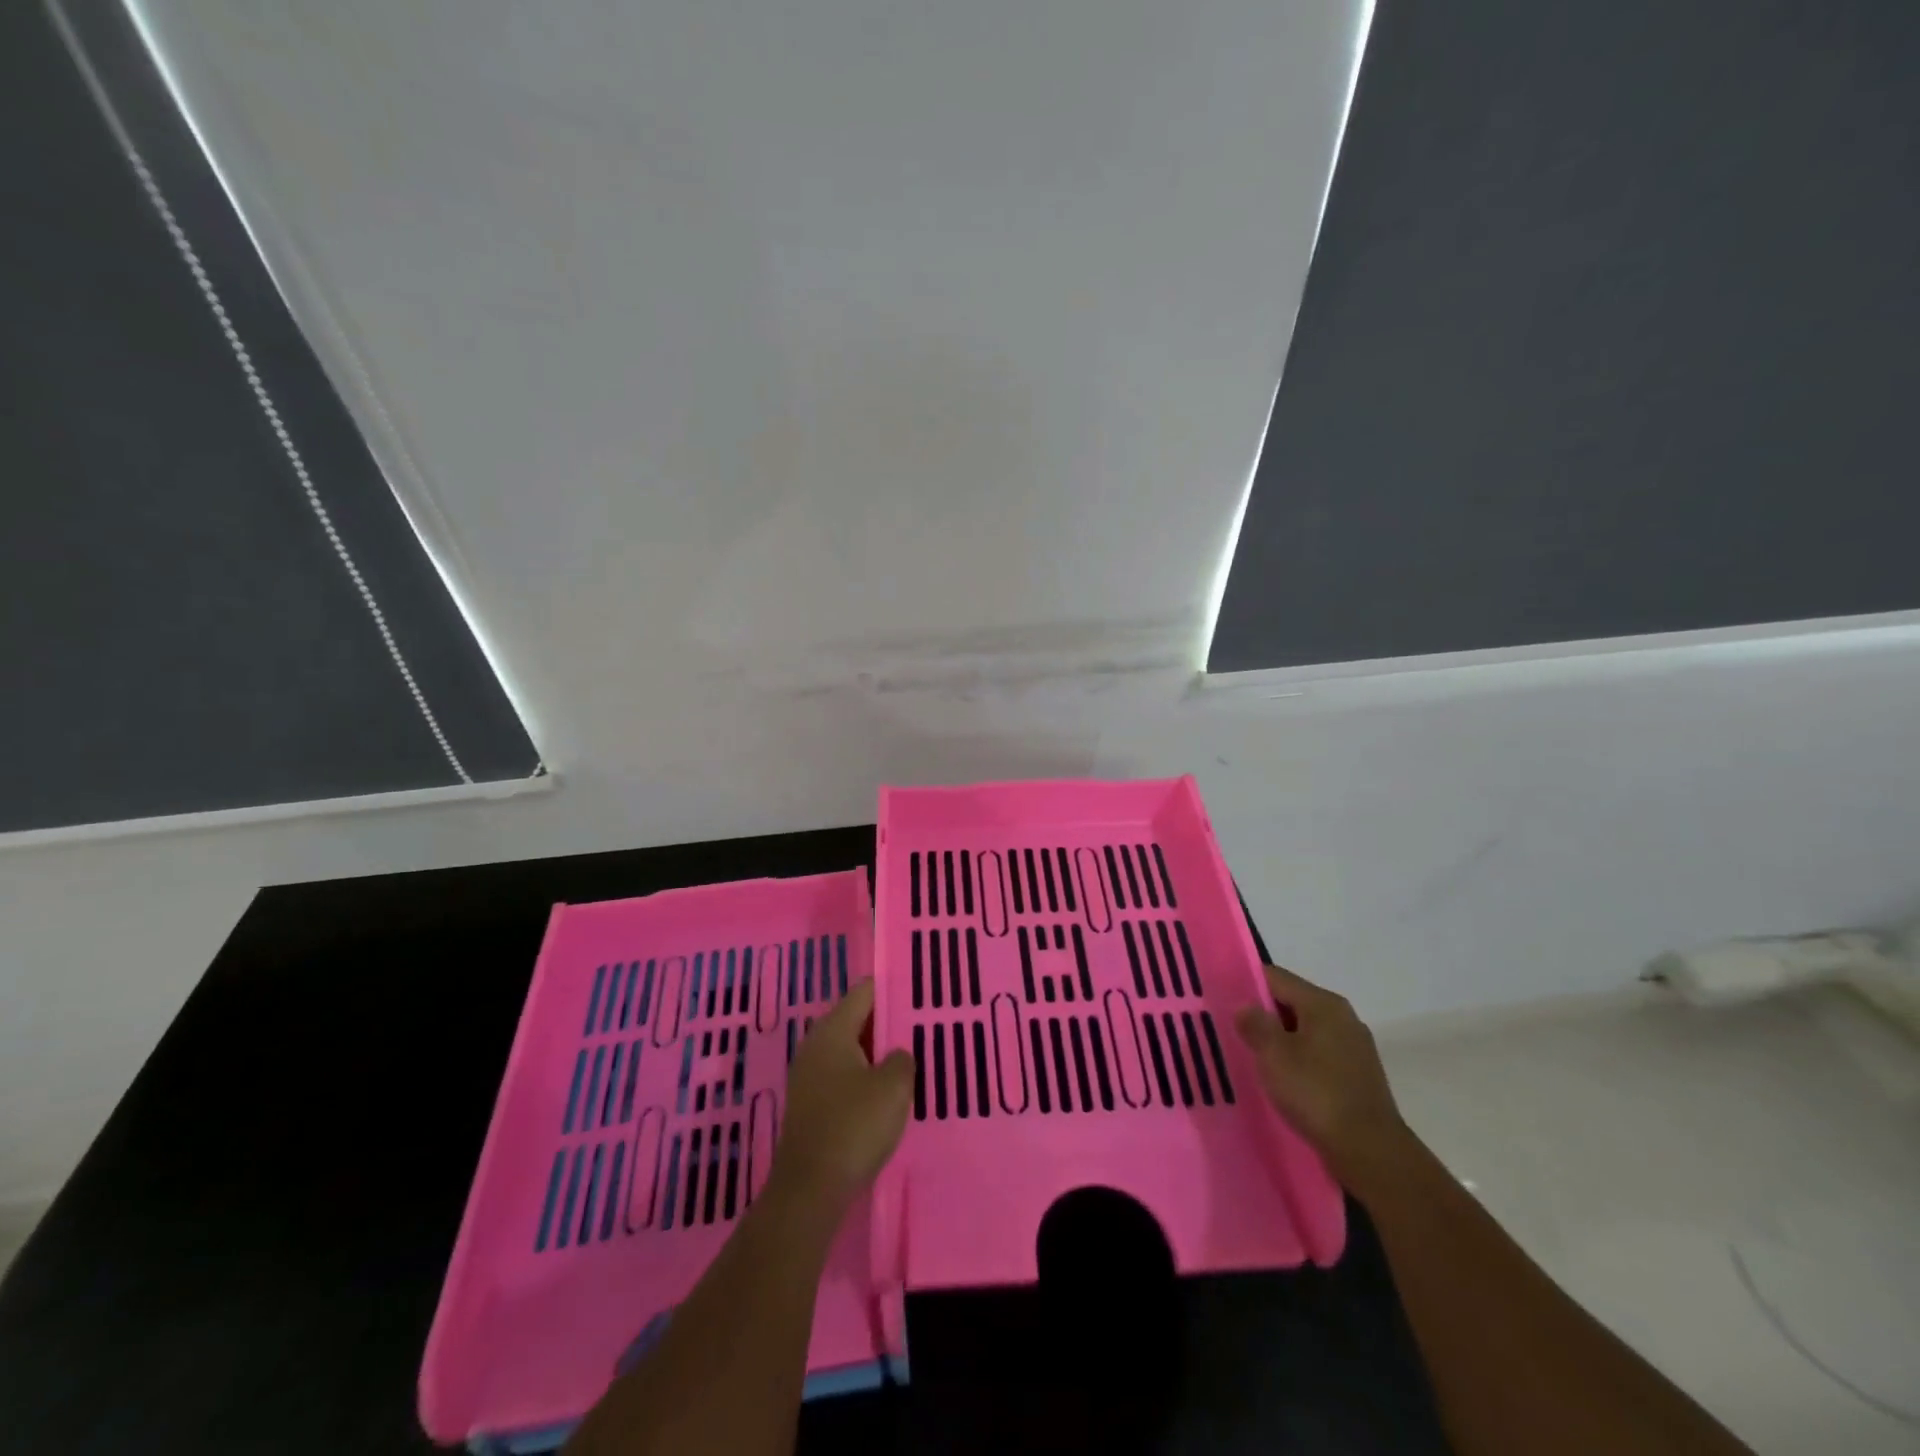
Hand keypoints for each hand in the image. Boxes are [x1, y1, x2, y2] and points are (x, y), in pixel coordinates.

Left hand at [771, 979, 914, 1214]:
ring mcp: (808, 1075)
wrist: (810, 1189)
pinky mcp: (810, 1104)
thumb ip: (902, 1059)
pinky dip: (863, 1078)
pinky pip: (842, 1077)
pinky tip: (885, 1094)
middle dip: (886, 1023)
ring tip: (910, 1060)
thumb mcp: (894, 1087)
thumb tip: (896, 1055)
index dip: (892, 988)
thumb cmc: (854, 1126)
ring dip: (876, 1054)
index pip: (864, 991)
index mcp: (832, 1029)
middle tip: (920, 1027)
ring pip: (850, 1050)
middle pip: (856, 1019)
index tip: (919, 992)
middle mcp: (815, 1045)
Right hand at [1235, 964, 1414, 1193]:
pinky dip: (1300, 1060)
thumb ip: (1255, 1024)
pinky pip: (1319, 1055)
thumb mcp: (1274, 1055)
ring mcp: (1355, 1047)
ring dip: (1281, 1040)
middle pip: (1293, 1002)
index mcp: (1324, 1004)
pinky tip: (1284, 1080)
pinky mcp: (1359, 1075)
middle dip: (1264, 1014)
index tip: (1222, 997)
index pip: (1276, 977)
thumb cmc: (1317, 1094)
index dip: (1247, 984)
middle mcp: (1343, 1017)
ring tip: (1254, 1056)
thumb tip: (1245, 1006)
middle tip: (1233, 1029)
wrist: (1371, 1152)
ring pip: (1306, 1031)